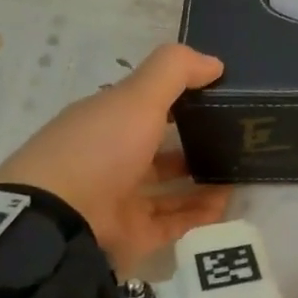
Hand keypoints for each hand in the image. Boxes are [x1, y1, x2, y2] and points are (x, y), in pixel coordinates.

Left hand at [0, 44, 230, 272]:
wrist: (59, 221)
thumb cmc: (98, 148)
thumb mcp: (137, 97)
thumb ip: (175, 72)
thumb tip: (215, 63)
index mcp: (106, 122)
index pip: (145, 107)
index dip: (178, 99)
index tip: (217, 97)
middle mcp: (111, 159)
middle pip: (159, 150)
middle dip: (194, 144)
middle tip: (234, 140)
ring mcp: (120, 199)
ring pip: (169, 188)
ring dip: (202, 181)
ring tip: (237, 174)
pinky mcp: (132, 235)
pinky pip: (173, 223)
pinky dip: (199, 214)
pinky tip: (226, 204)